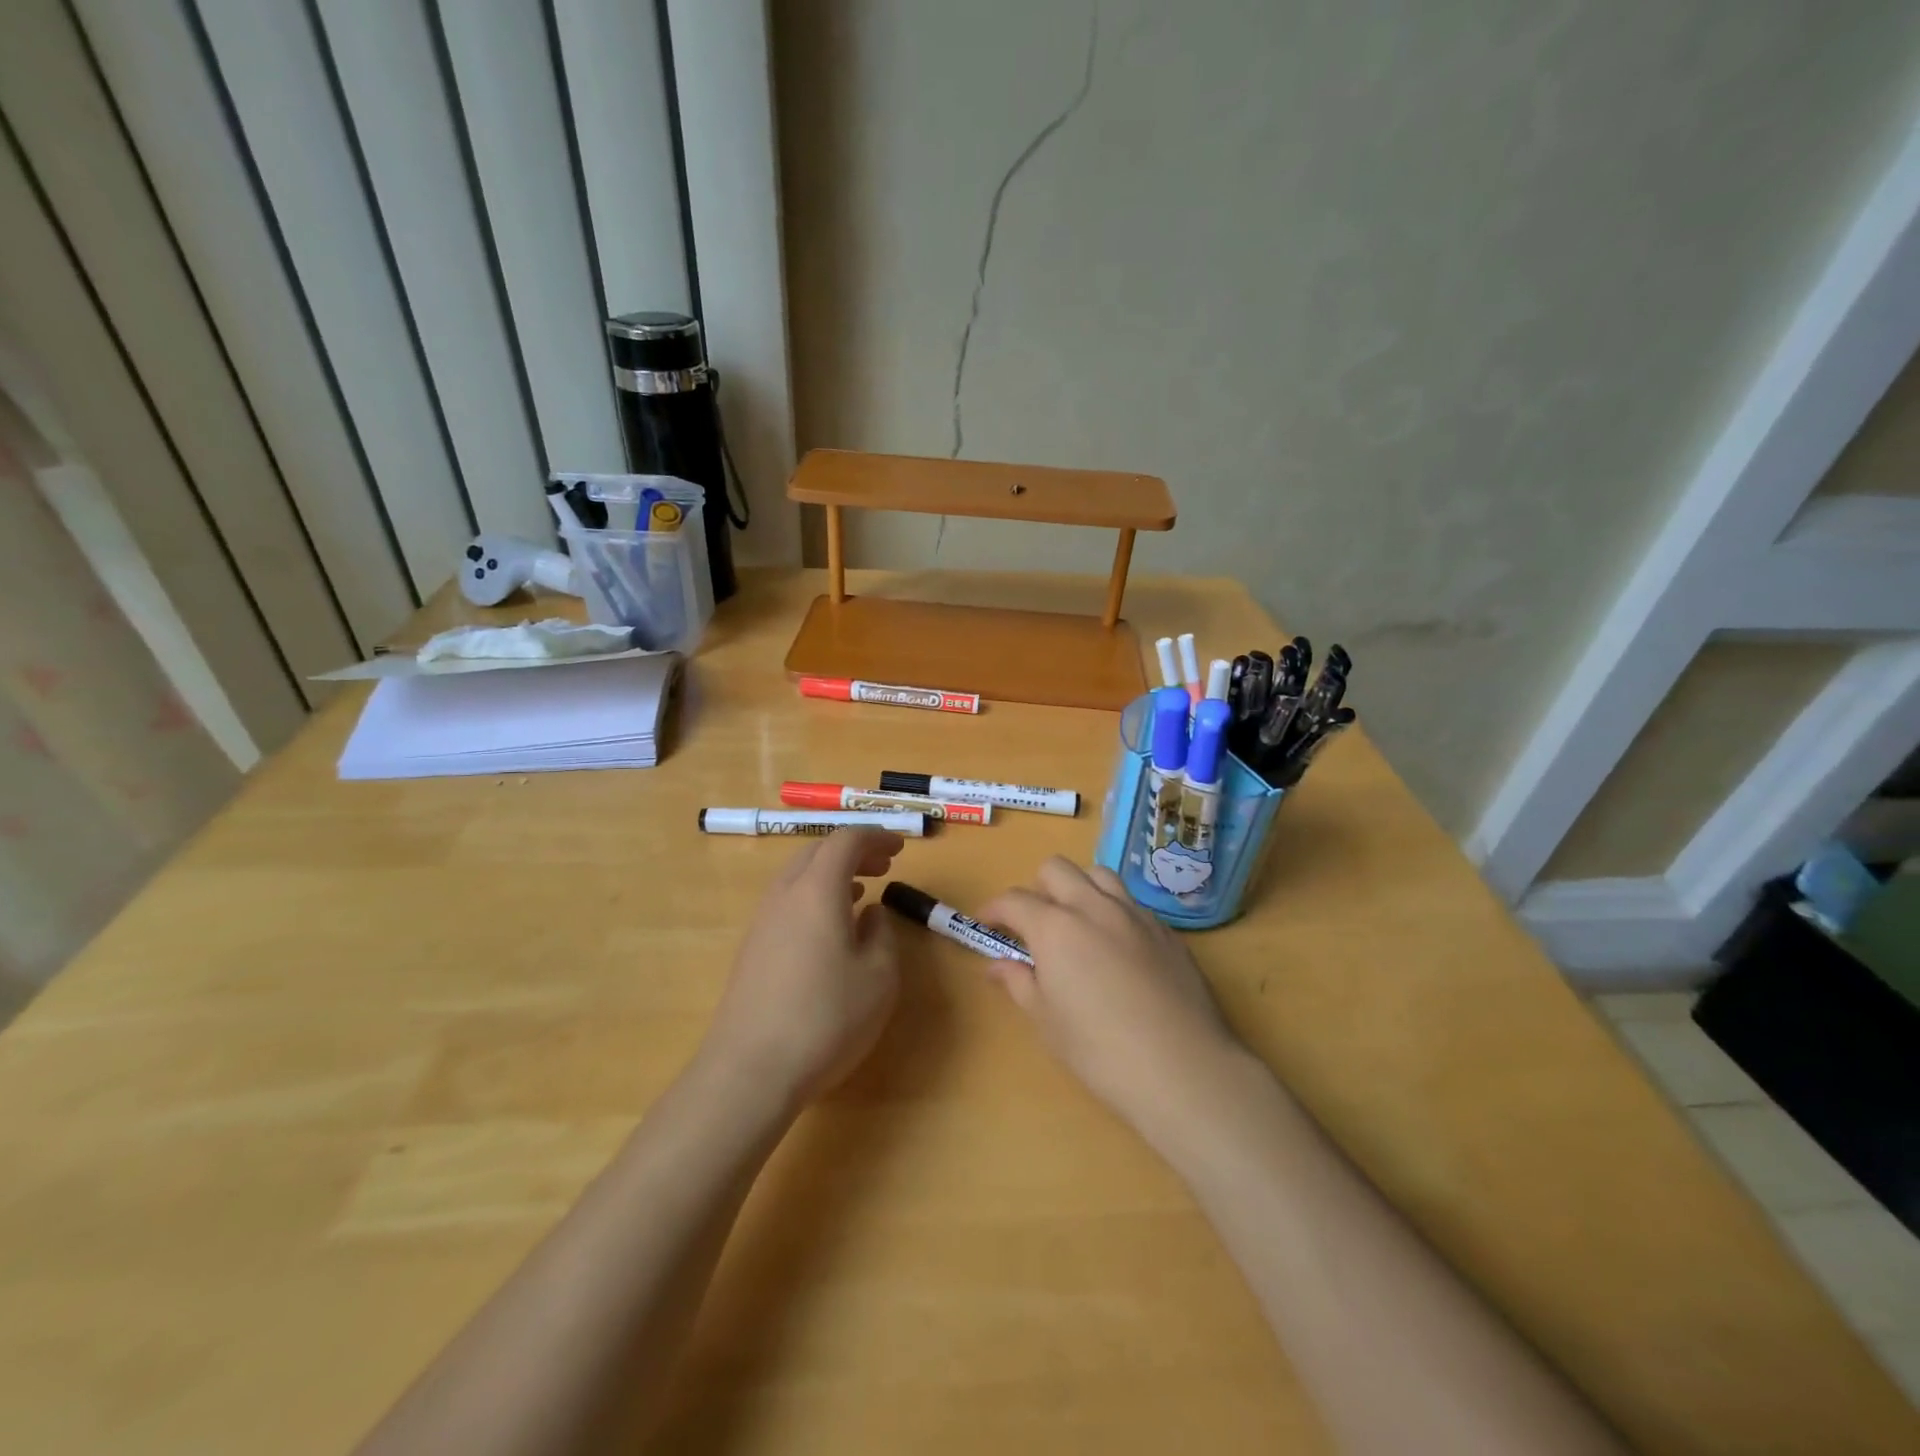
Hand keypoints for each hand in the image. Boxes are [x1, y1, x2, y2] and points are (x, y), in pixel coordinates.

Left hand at [701, 828, 903, 1107]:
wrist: (750, 1070)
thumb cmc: (826, 1018)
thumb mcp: (879, 977)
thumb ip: (882, 934)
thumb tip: (870, 913)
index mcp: (818, 889)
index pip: (846, 840)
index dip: (876, 837)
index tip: (900, 849)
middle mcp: (785, 894)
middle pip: (817, 852)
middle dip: (853, 851)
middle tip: (883, 866)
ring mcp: (762, 921)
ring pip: (798, 876)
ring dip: (831, 874)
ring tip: (861, 891)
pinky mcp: (752, 948)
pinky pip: (787, 902)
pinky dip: (814, 897)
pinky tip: (830, 928)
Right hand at [979, 858, 1244, 1136]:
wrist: (1182, 1068)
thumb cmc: (1100, 1051)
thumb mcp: (1047, 1021)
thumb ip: (1019, 983)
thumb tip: (998, 966)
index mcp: (1056, 927)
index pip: (1014, 900)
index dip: (995, 909)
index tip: (987, 924)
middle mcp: (1094, 907)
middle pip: (1056, 869)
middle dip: (1036, 888)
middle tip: (1034, 924)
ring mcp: (1135, 914)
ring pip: (1099, 874)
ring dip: (1078, 888)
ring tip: (1077, 923)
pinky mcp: (1166, 930)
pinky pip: (1131, 902)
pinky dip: (1112, 910)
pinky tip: (1116, 946)